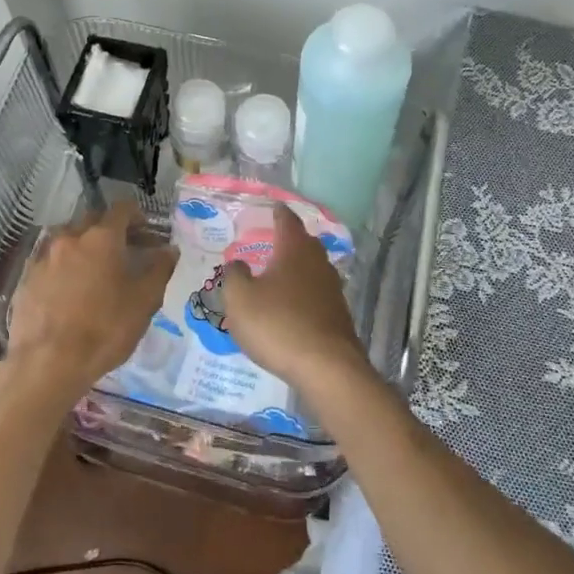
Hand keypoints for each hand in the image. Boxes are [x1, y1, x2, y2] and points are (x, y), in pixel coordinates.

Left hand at [5, 198, 176, 404]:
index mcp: (101, 237)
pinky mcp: (26, 279)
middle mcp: (70, 237)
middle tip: (124, 252)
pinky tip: (69, 292)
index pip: (122, 209)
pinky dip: (64, 268)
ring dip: (84, 248)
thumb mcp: (144, 302)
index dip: (137, 217)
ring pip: (68, 240)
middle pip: (93, 220)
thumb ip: (159, 269)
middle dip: (110, 230)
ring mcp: (43, 257)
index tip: (147, 232)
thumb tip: (169, 249)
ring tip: (95, 273)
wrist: (46, 364)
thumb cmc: (104, 329)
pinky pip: (50, 262)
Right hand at [219, 202, 370, 397]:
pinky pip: (317, 293)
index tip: (272, 206)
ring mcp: (332, 288)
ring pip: (312, 268)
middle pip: (303, 242)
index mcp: (294, 249)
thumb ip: (234, 276)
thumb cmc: (278, 325)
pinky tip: (292, 306)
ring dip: (296, 268)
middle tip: (270, 240)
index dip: (278, 212)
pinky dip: (304, 293)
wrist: (327, 367)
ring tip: (278, 274)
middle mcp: (317, 261)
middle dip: (288, 240)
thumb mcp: (240, 299)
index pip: (287, 220)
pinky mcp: (338, 314)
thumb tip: (238, 263)